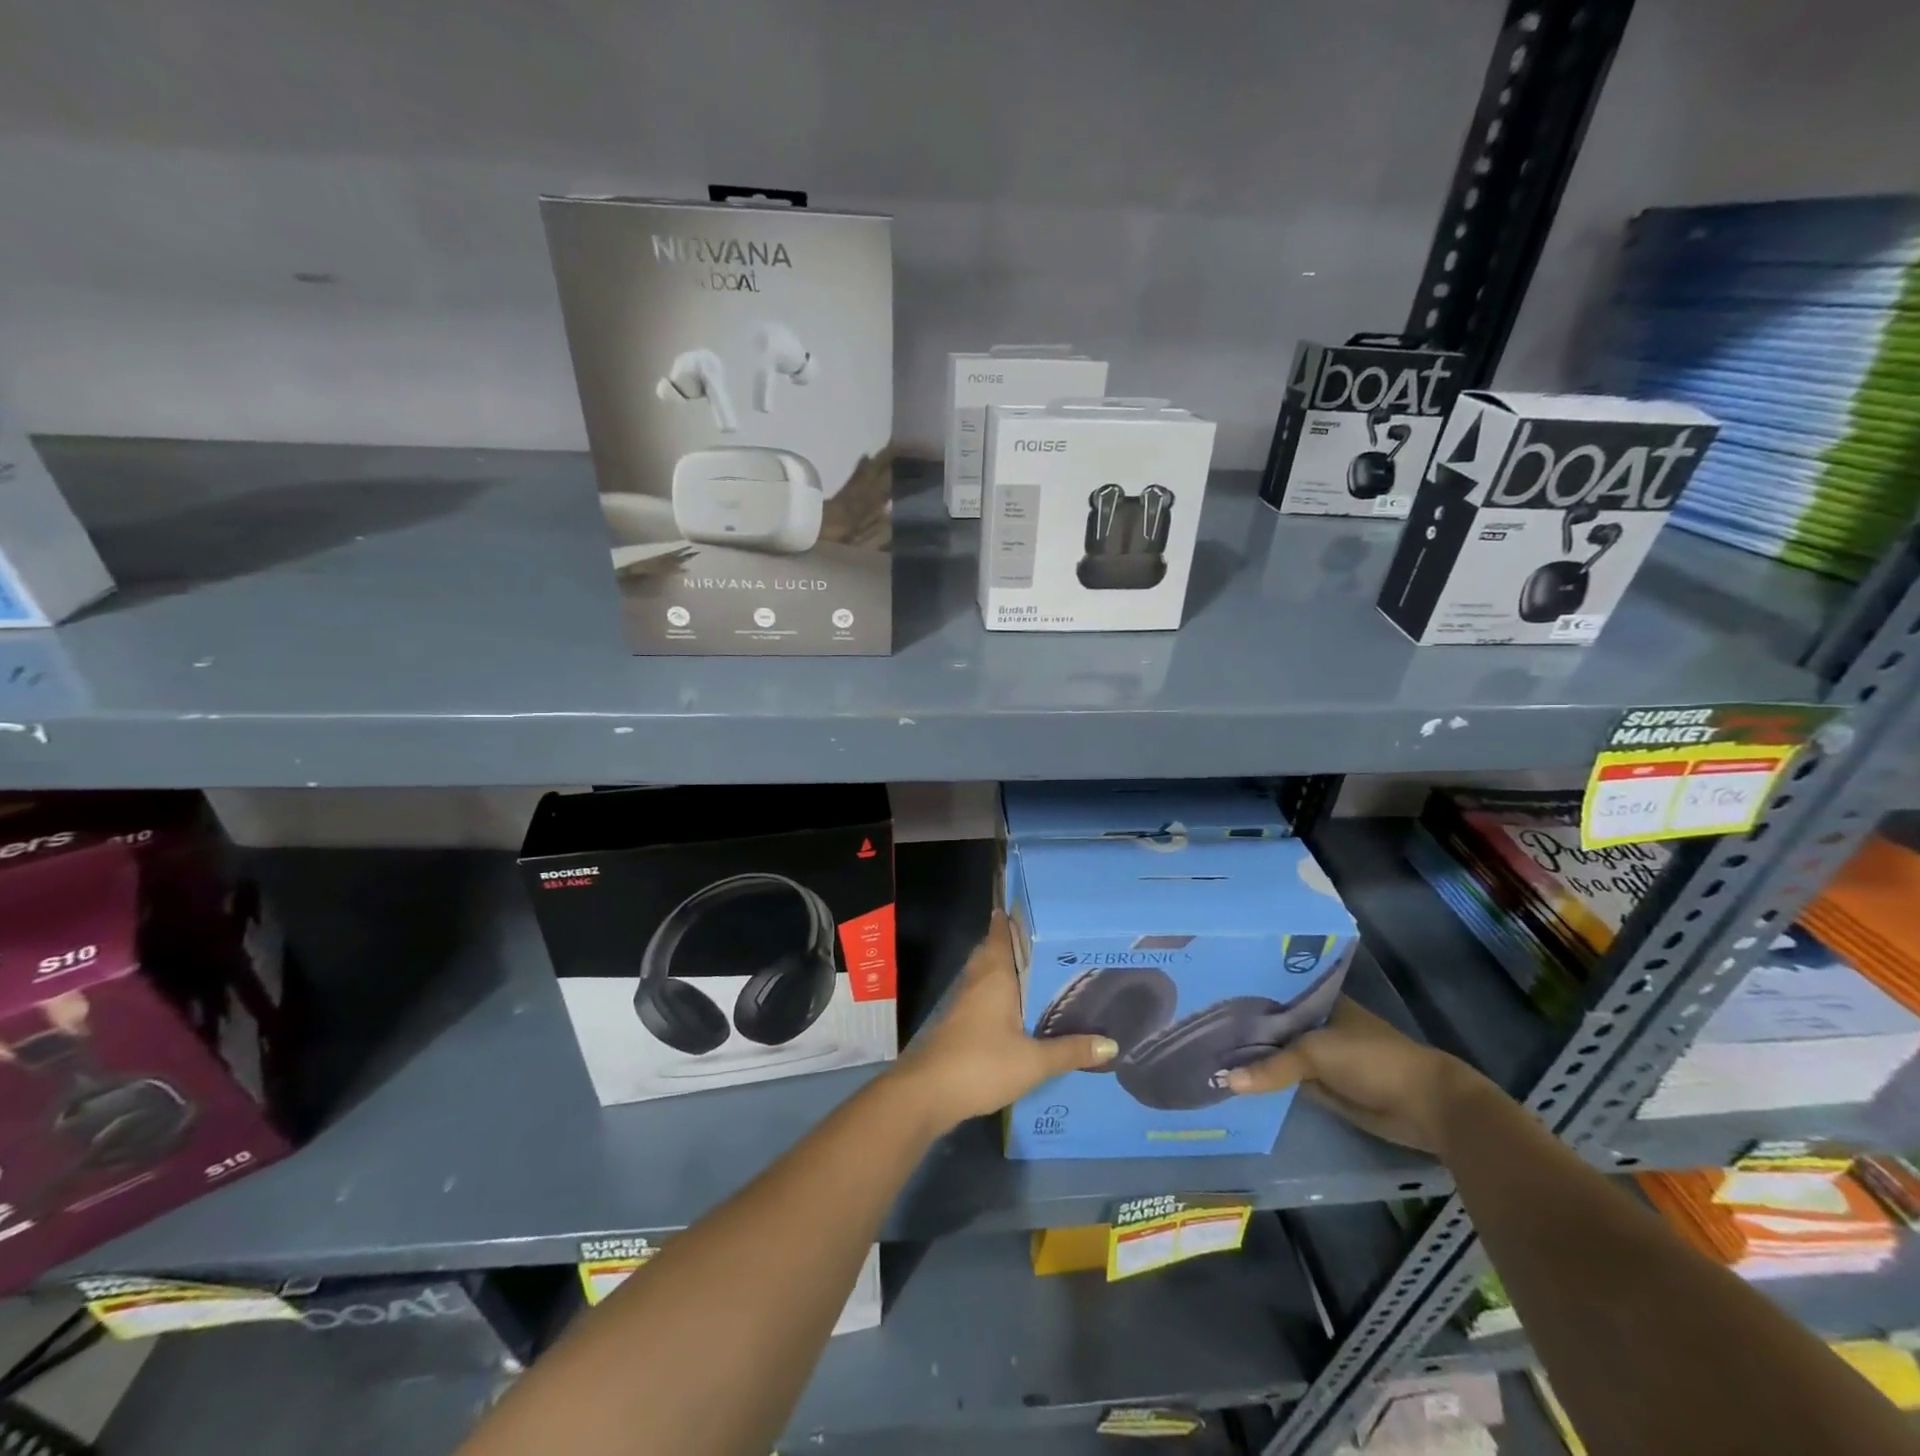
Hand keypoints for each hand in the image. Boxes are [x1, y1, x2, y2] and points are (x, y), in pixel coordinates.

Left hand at [892, 911, 1117, 1129]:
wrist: (927, 1092)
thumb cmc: (981, 1064)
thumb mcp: (1033, 1061)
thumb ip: (1070, 1051)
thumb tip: (1111, 1044)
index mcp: (995, 975)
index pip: (1000, 934)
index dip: (1012, 919)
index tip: (1034, 910)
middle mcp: (977, 980)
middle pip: (992, 951)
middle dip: (1013, 945)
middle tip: (1046, 944)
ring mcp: (963, 1001)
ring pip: (986, 974)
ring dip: (1005, 970)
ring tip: (1038, 975)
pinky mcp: (958, 1023)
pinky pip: (982, 996)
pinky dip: (998, 994)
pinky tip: (1017, 1011)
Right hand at [1224, 996, 1488, 1153]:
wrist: (1424, 1104)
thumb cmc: (1370, 1059)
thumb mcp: (1315, 1054)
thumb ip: (1271, 1066)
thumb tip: (1226, 1082)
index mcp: (1316, 1000)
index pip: (1271, 990)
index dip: (1241, 992)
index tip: (1205, 992)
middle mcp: (1314, 1022)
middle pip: (1271, 1024)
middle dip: (1241, 1027)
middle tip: (1195, 1025)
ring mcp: (1318, 1054)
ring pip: (1277, 1053)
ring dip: (1252, 1056)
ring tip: (1204, 1050)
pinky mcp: (1322, 1084)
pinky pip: (1287, 1080)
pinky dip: (1267, 1081)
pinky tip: (1235, 1079)